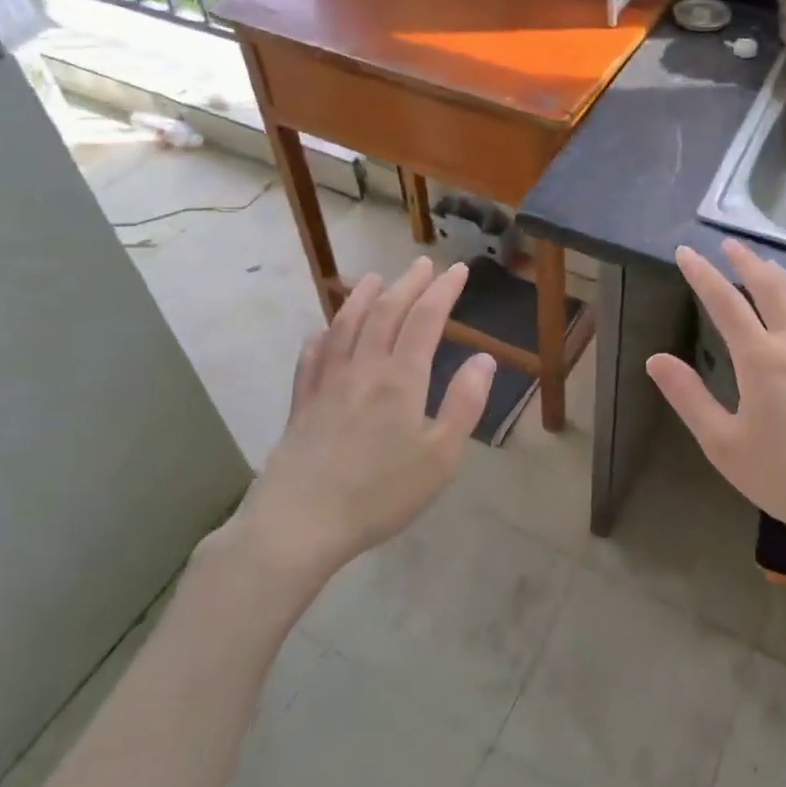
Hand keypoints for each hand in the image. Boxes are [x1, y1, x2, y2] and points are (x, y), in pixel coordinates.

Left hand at [237, 258, 494, 579]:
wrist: (301, 522)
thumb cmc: (380, 493)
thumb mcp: (441, 457)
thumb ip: (465, 404)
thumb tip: (484, 358)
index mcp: (401, 378)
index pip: (426, 319)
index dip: (444, 291)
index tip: (459, 270)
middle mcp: (363, 368)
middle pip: (386, 312)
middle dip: (408, 284)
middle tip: (424, 264)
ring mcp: (327, 382)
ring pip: (346, 325)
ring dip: (363, 296)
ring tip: (374, 278)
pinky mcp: (301, 402)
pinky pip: (312, 356)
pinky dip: (324, 335)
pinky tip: (325, 331)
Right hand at [647, 241, 785, 567]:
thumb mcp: (724, 446)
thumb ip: (689, 398)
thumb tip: (656, 359)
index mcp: (761, 360)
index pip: (725, 303)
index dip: (702, 275)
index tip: (686, 252)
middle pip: (770, 288)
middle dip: (746, 262)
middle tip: (729, 244)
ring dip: (781, 276)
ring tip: (766, 263)